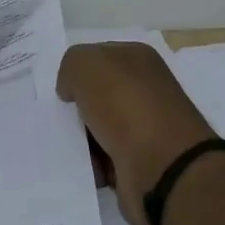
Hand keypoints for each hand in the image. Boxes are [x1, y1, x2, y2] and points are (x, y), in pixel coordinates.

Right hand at [56, 41, 219, 224]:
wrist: (163, 166)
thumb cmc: (125, 105)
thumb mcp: (85, 64)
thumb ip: (71, 66)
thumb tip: (72, 90)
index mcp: (138, 59)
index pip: (98, 57)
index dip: (77, 72)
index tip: (63, 90)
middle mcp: (145, 90)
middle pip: (95, 95)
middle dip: (76, 108)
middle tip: (62, 118)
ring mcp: (146, 127)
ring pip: (96, 128)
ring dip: (81, 139)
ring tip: (73, 147)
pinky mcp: (141, 160)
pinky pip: (104, 158)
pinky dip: (93, 164)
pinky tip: (88, 166)